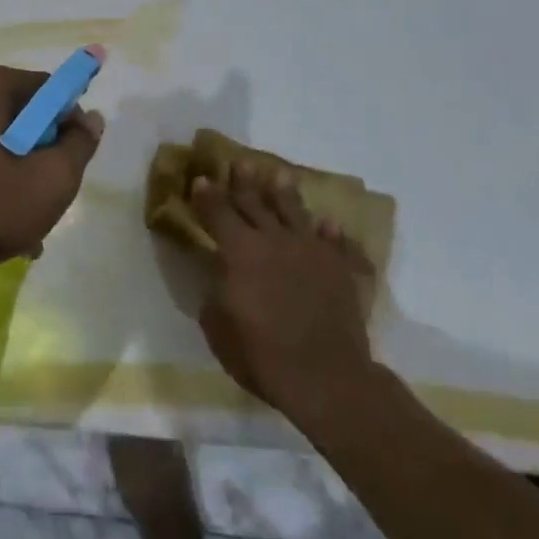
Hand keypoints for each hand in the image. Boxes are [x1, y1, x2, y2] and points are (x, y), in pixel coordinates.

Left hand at [0, 62, 104, 283]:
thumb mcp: (49, 182)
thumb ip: (79, 146)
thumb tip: (89, 119)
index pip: (46, 89)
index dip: (66, 124)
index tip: (68, 162)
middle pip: (16, 115)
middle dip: (36, 155)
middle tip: (44, 198)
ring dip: (9, 175)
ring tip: (18, 228)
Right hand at [191, 164, 375, 416]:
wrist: (326, 376)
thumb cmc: (263, 356)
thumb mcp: (219, 331)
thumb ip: (214, 296)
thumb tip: (217, 278)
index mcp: (239, 251)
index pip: (217, 213)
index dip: (207, 196)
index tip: (201, 179)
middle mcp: (272, 240)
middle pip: (254, 202)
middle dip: (243, 182)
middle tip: (239, 162)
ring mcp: (308, 250)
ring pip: (293, 211)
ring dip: (284, 193)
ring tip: (280, 176)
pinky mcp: (337, 267)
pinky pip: (333, 241)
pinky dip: (329, 231)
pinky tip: (328, 223)